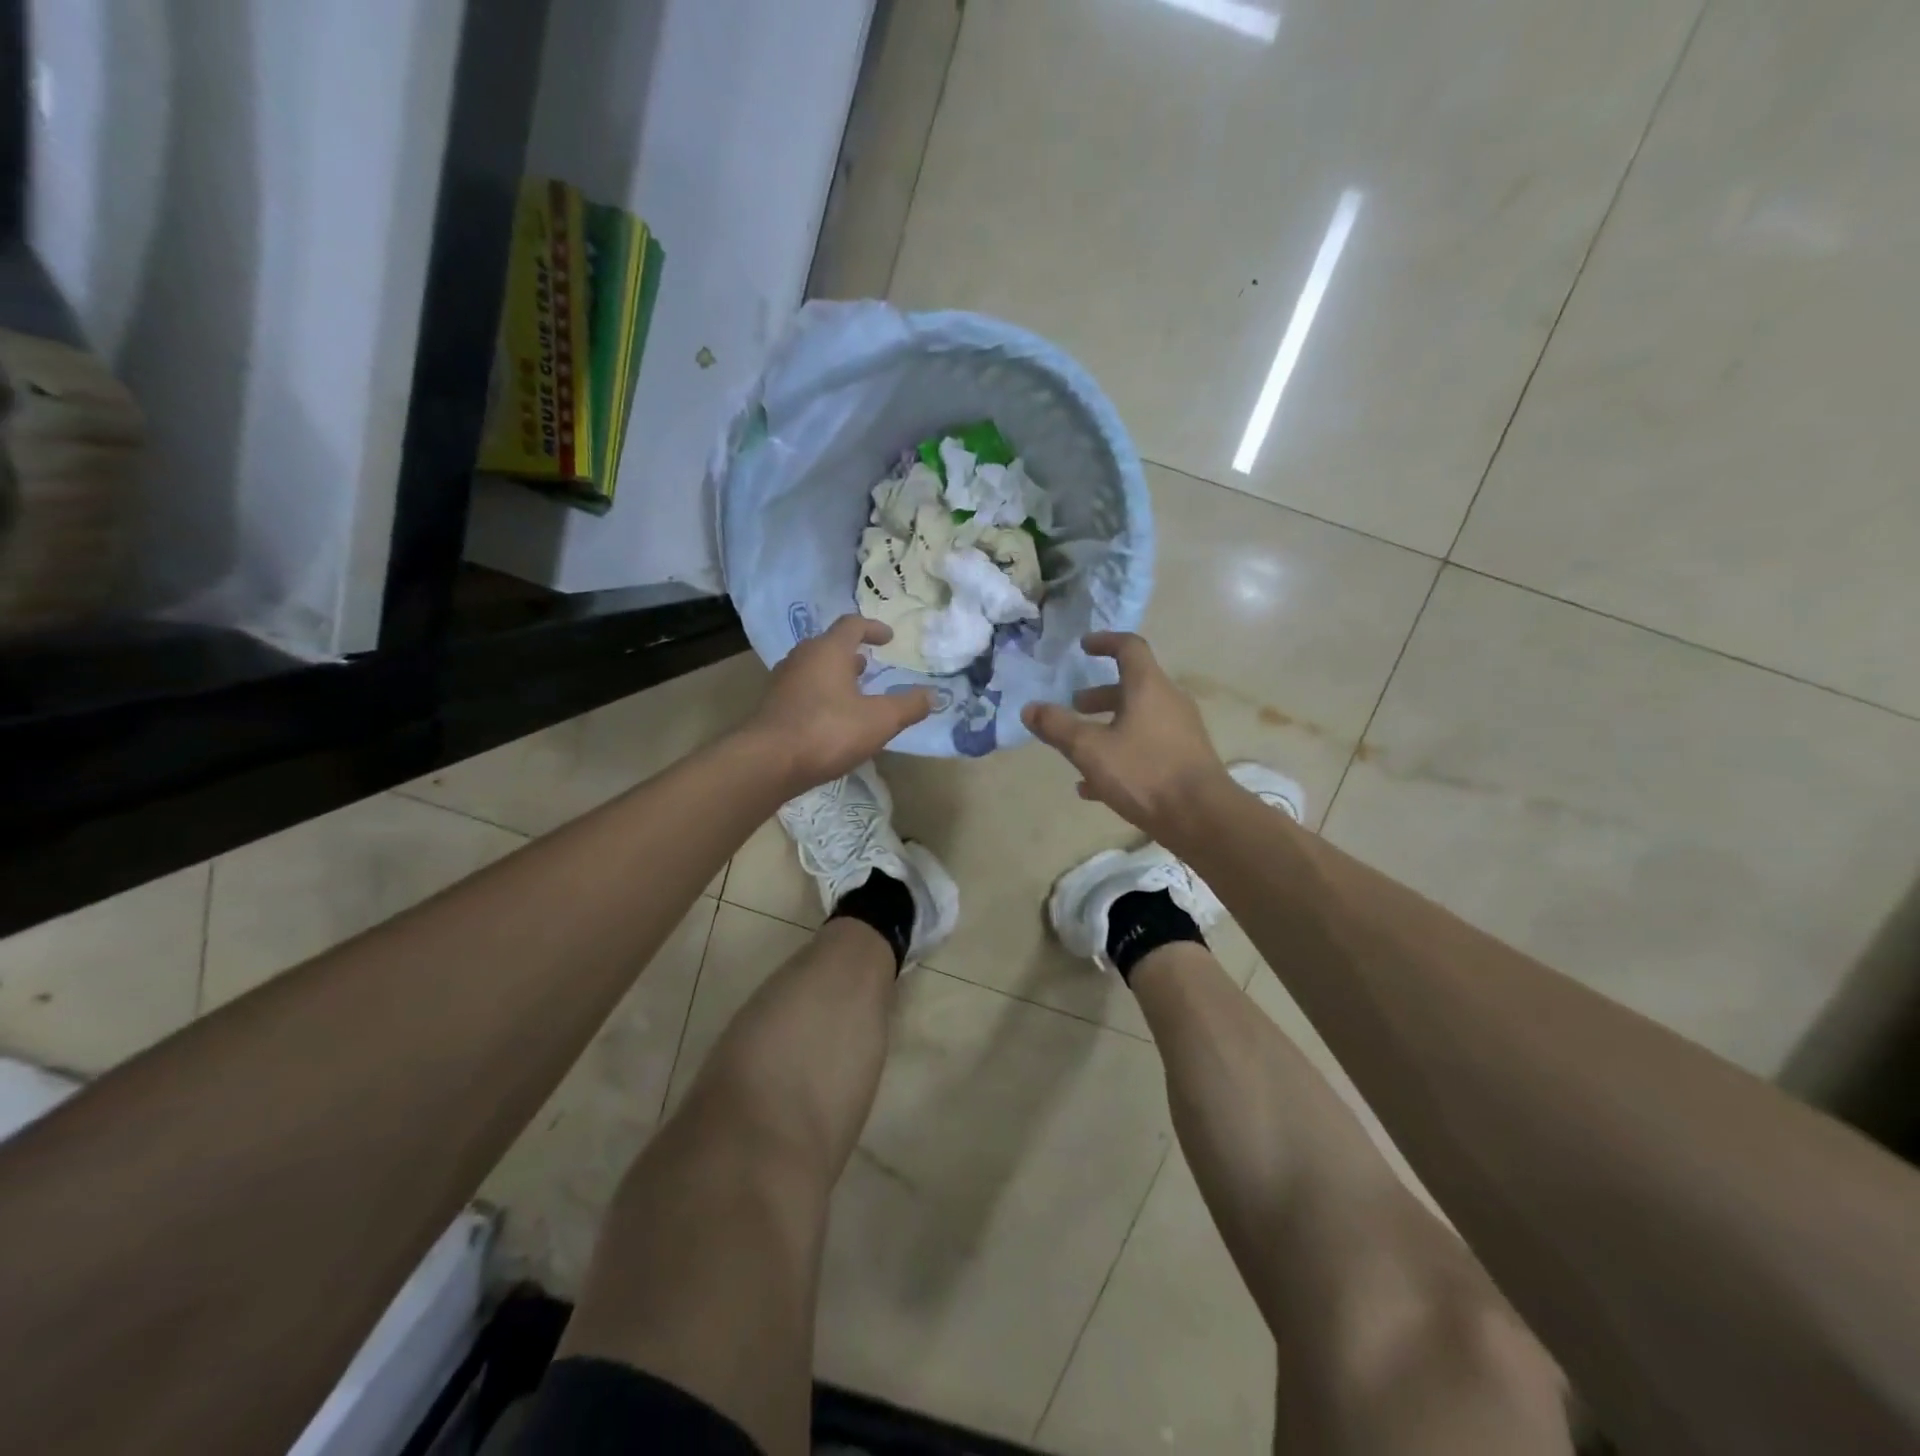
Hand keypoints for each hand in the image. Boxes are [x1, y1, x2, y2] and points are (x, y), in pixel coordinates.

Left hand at [745, 616, 934, 793]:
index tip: (889, 638)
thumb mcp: (879, 721)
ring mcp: (783, 682)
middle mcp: (802, 658)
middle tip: (868, 665)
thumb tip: (932, 696)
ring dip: (834, 674)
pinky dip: (820, 694)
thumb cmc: (828, 731)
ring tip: (852, 691)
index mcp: (828, 651)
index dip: (873, 628)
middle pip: (828, 645)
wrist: (768, 762)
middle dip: (850, 653)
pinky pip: (802, 690)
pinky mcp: (773, 706)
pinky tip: (831, 718)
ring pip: (813, 668)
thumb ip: (908, 706)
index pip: (852, 625)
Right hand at [1022, 632, 1231, 845]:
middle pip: (1132, 687)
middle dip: (1099, 695)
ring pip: (1138, 719)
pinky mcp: (1184, 760)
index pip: (1129, 648)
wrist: (1202, 817)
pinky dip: (1120, 754)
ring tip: (1079, 747)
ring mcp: (1180, 732)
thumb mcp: (1090, 749)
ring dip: (1108, 726)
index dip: (1105, 642)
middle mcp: (1169, 702)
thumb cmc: (1144, 772)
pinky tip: (1093, 786)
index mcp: (1149, 687)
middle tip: (1075, 705)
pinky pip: (1147, 747)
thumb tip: (1030, 708)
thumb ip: (1058, 727)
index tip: (1084, 646)